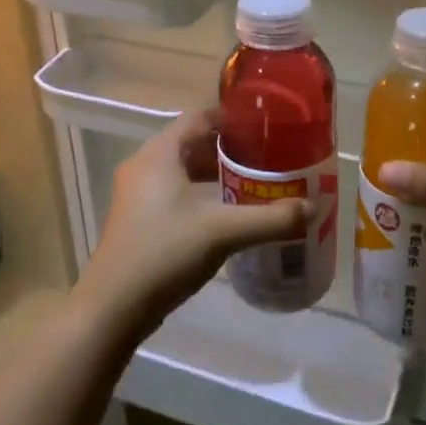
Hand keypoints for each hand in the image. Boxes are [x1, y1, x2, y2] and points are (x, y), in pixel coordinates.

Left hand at [74, 110, 307, 342]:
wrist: (113, 307)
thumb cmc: (165, 253)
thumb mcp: (223, 232)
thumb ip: (271, 219)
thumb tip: (313, 207)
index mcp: (159, 153)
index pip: (199, 117)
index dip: (231, 119)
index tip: (265, 128)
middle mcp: (143, 165)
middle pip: (191, 142)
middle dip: (228, 149)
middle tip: (266, 159)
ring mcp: (136, 193)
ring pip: (181, 169)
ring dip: (213, 174)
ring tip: (252, 184)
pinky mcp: (137, 218)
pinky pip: (172, 192)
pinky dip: (198, 194)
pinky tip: (224, 214)